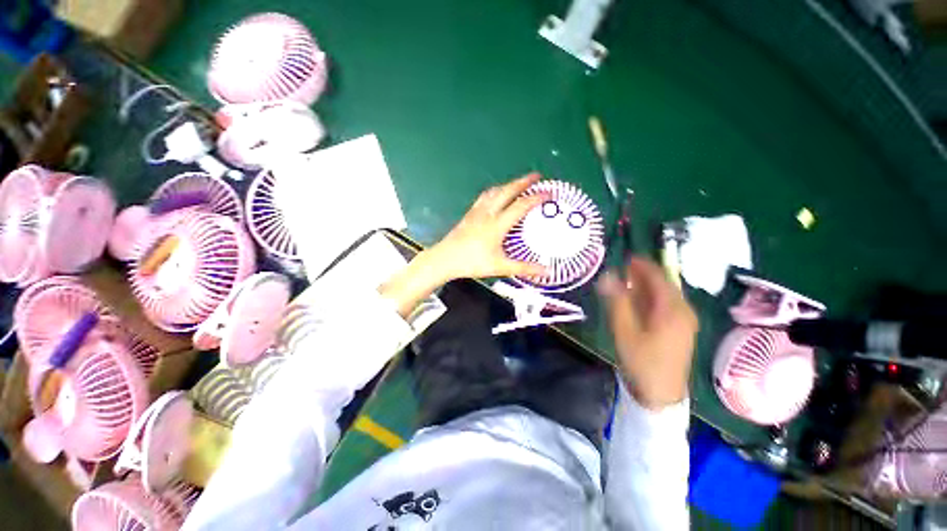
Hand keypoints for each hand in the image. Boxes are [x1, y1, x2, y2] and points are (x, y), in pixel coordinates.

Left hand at [424, 173, 549, 281]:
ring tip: (518, 183)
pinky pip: (485, 196)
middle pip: (507, 191)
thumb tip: (546, 270)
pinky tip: (496, 194)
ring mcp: (477, 211)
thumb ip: (524, 268)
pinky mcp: (469, 213)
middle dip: (523, 181)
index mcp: (497, 224)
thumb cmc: (472, 263)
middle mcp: (488, 213)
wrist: (445, 259)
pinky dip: (496, 190)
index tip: (550, 193)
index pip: (521, 206)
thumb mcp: (500, 267)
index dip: (537, 198)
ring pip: (495, 191)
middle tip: (536, 176)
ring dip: (509, 184)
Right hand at [597, 258, 698, 409]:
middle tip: (622, 269)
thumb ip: (617, 300)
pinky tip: (637, 301)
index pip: (659, 277)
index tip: (626, 257)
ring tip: (626, 282)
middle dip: (643, 275)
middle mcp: (683, 311)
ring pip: (664, 295)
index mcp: (672, 309)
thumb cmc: (641, 360)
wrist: (660, 394)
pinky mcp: (681, 329)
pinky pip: (666, 305)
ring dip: (645, 286)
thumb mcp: (624, 329)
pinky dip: (651, 298)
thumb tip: (608, 274)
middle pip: (663, 284)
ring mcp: (684, 321)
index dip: (642, 265)